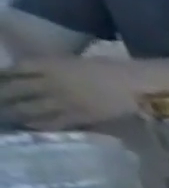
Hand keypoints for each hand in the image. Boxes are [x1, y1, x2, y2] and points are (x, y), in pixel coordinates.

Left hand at [0, 58, 144, 129]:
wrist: (135, 86)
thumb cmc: (107, 70)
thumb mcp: (70, 62)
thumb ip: (49, 68)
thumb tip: (29, 74)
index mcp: (44, 65)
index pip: (10, 71)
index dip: (0, 77)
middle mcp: (48, 83)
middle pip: (14, 90)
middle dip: (3, 96)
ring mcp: (64, 101)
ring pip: (29, 107)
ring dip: (15, 112)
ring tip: (8, 116)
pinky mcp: (80, 117)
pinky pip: (54, 121)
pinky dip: (39, 123)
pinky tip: (31, 125)